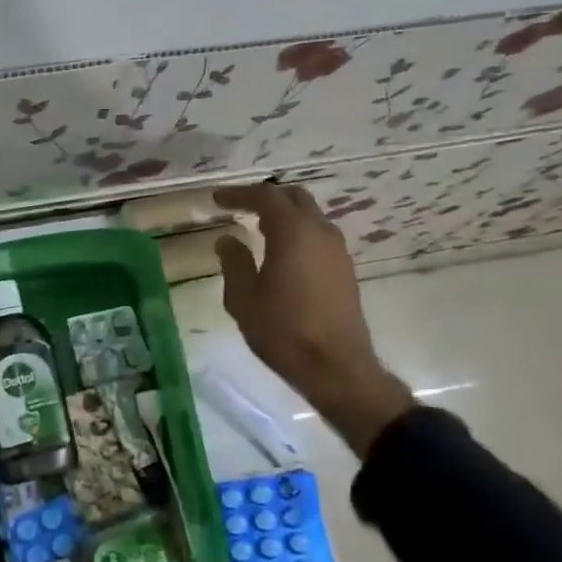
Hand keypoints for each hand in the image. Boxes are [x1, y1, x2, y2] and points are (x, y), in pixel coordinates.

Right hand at [213, 184, 412, 457]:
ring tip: (257, 226)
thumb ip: (234, 263)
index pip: (264, 197)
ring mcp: (337, 250)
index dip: (239, 194)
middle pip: (293, 197)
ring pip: (310, 215)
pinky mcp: (344, 268)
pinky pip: (318, 234)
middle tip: (239, 206)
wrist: (337, 367)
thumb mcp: (243, 298)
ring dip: (284, 214)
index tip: (217, 199)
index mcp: (293, 232)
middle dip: (265, 197)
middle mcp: (320, 232)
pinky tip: (282, 250)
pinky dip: (298, 231)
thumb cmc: (284, 331)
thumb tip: (228, 240)